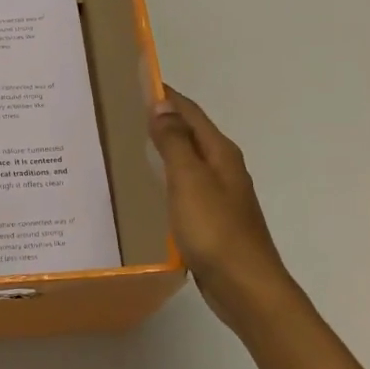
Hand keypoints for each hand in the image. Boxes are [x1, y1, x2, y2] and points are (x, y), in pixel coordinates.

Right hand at [148, 87, 296, 325]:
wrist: (246, 287)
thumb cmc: (215, 230)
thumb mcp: (189, 180)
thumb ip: (174, 142)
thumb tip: (161, 104)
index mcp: (220, 153)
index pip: (190, 112)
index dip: (166, 96)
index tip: (136, 81)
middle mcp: (224, 168)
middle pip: (191, 134)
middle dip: (163, 119)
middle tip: (124, 112)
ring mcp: (221, 196)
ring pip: (188, 161)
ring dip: (164, 149)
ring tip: (130, 145)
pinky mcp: (213, 220)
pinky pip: (186, 187)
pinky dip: (167, 178)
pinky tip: (150, 188)